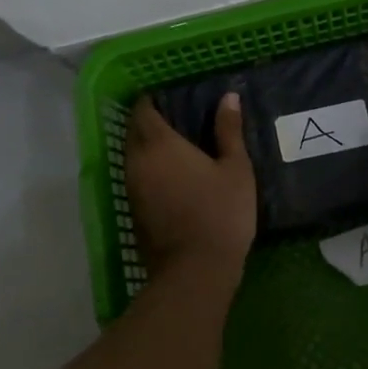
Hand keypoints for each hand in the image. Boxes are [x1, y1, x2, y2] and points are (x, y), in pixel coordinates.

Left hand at [124, 92, 256, 285]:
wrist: (195, 271)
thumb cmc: (220, 212)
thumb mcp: (236, 168)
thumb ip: (229, 130)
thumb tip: (229, 97)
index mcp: (159, 144)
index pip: (143, 111)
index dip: (152, 101)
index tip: (169, 97)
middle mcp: (137, 161)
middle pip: (134, 133)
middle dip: (149, 122)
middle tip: (176, 119)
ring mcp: (132, 188)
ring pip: (133, 157)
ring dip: (148, 148)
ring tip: (177, 146)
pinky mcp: (134, 211)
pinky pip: (137, 178)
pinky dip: (149, 170)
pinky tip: (173, 176)